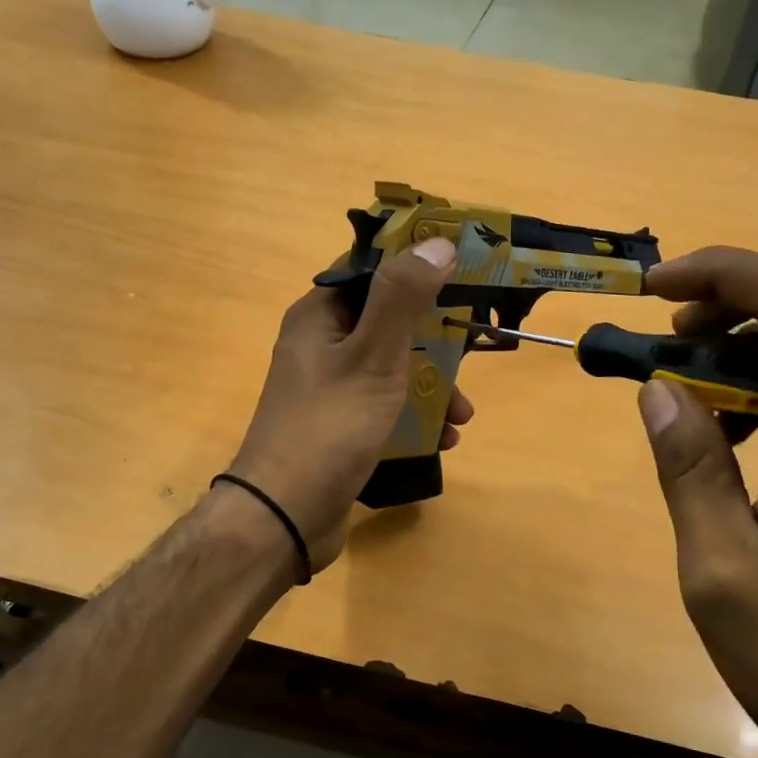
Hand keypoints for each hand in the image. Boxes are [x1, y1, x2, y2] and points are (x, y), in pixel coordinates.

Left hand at [227, 238, 472, 570]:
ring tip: (462, 416)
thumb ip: (403, 298)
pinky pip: (385, 406)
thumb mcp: (374, 356)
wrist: (284, 516)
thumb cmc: (330, 426)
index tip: (461, 273)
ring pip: (392, 368)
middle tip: (472, 355)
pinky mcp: (339, 425)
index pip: (370, 270)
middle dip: (434, 342)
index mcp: (320, 316)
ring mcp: (329, 387)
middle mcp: (321, 344)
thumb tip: (436, 242)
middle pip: (388, 322)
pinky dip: (414, 417)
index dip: (415, 266)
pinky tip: (443, 441)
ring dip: (431, 386)